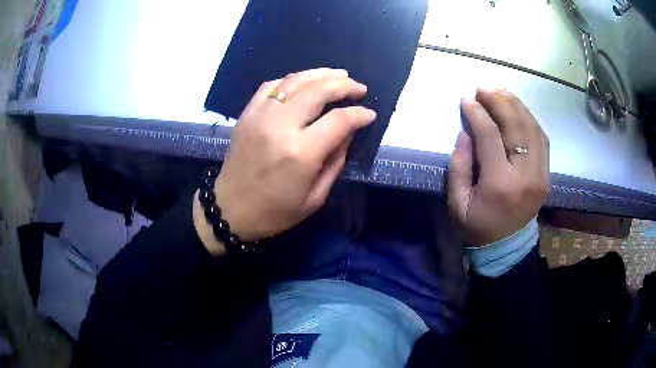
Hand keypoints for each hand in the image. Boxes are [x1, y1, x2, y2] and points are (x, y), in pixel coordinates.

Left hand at [210, 68, 375, 245]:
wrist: (230, 209)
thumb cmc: (275, 212)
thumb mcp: (315, 197)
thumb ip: (336, 161)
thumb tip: (348, 131)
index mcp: (301, 153)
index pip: (339, 120)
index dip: (359, 114)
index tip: (369, 114)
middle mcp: (281, 127)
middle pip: (318, 90)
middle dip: (344, 85)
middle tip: (358, 87)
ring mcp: (260, 116)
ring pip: (295, 81)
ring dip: (320, 74)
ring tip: (338, 75)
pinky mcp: (247, 114)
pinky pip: (271, 86)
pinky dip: (291, 79)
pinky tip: (304, 82)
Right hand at [448, 88, 548, 246]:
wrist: (506, 247)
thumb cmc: (477, 226)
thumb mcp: (457, 203)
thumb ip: (459, 166)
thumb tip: (466, 132)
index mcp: (500, 184)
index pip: (491, 136)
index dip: (477, 114)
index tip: (466, 99)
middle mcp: (526, 175)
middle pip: (517, 126)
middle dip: (499, 102)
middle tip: (484, 88)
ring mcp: (541, 175)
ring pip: (533, 128)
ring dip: (516, 105)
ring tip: (500, 91)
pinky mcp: (546, 175)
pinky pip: (541, 139)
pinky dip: (529, 119)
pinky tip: (517, 110)